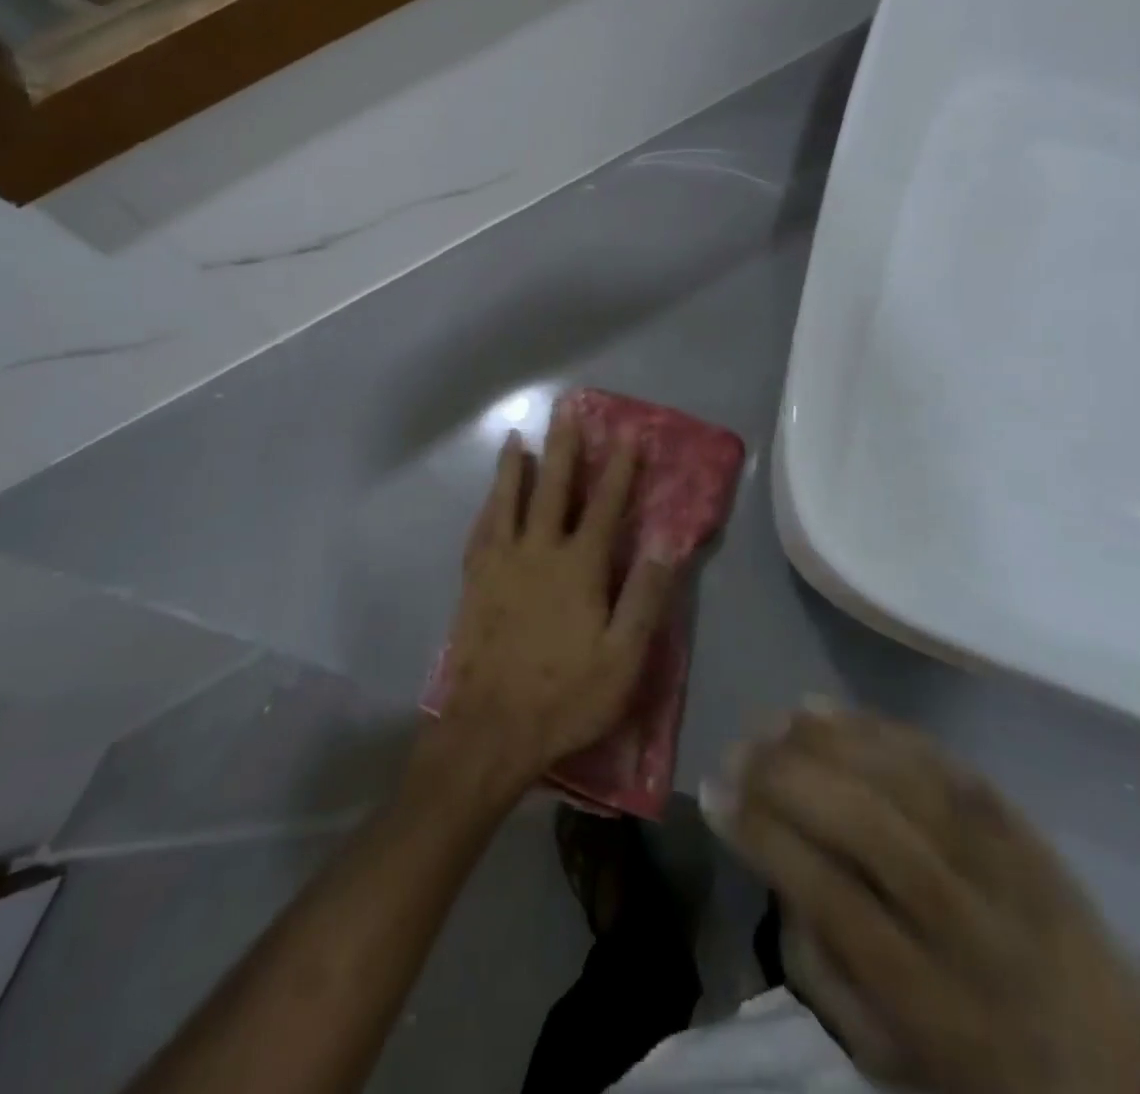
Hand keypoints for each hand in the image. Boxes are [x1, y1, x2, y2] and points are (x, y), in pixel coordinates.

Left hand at [434, 405, 679, 796]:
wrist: (491, 728)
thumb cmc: (566, 696)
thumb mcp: (623, 659)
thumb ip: (645, 598)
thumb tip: (665, 545)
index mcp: (578, 568)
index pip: (605, 507)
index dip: (620, 469)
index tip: (628, 434)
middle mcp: (538, 552)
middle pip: (552, 489)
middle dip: (563, 448)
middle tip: (565, 411)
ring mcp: (500, 564)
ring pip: (508, 501)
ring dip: (514, 467)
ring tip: (516, 438)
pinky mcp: (474, 582)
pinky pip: (481, 530)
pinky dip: (488, 506)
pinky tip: (489, 499)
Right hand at [707, 709, 1139, 1093]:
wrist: (1123, 1076)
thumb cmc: (977, 1072)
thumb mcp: (883, 1056)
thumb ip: (817, 963)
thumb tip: (774, 860)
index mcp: (932, 1002)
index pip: (833, 897)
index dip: (764, 836)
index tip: (713, 795)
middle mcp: (970, 926)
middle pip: (869, 826)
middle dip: (787, 778)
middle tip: (736, 752)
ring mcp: (1004, 866)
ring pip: (906, 781)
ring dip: (827, 741)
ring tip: (773, 723)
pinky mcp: (1022, 825)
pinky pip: (942, 761)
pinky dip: (877, 727)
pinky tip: (827, 710)